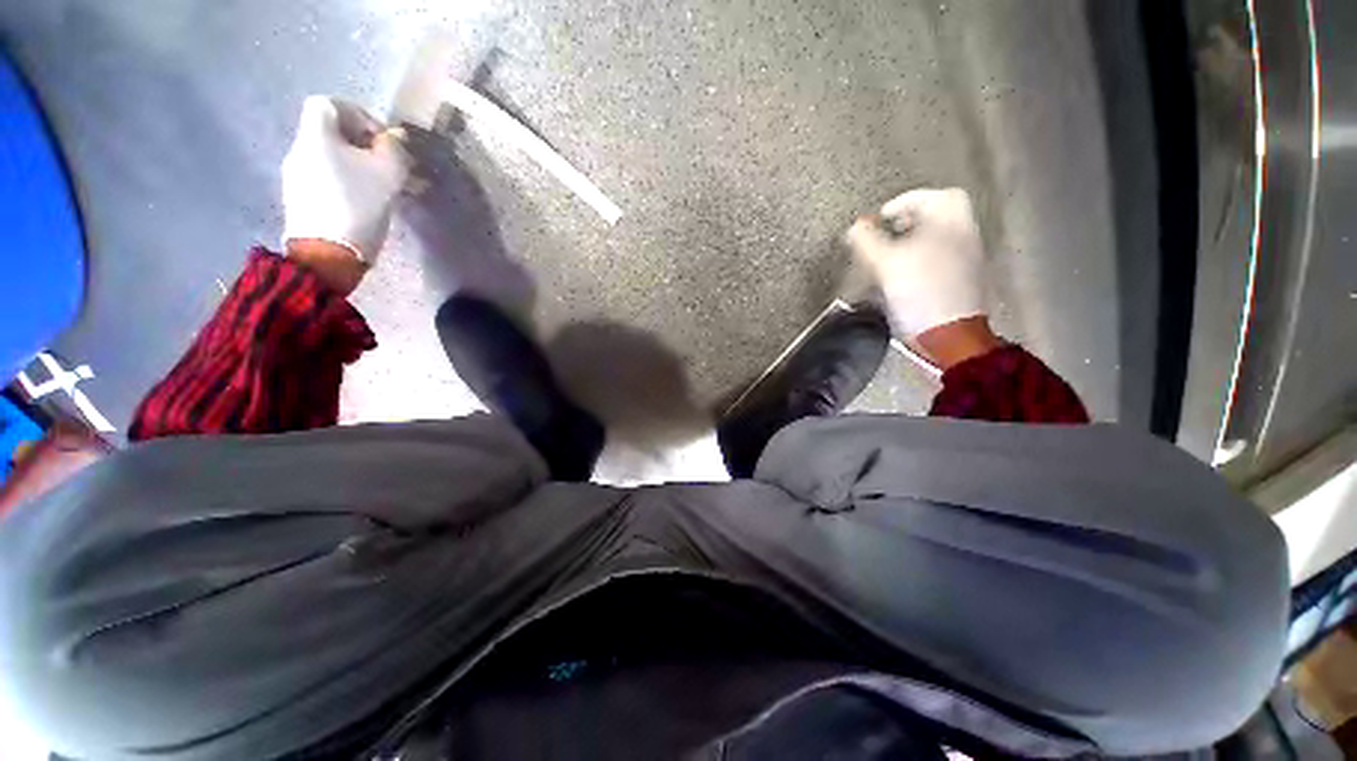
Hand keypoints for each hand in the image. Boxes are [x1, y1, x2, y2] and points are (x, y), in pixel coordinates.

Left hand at [281, 96, 409, 263]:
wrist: (327, 254)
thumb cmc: (357, 205)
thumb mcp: (388, 174)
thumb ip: (394, 150)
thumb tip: (396, 137)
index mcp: (315, 136)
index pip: (328, 104)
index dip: (358, 114)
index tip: (383, 139)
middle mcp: (300, 150)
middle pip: (331, 133)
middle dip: (364, 145)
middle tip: (391, 167)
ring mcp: (297, 177)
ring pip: (332, 158)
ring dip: (360, 167)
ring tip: (386, 189)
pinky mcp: (301, 200)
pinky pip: (327, 179)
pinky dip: (349, 182)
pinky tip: (367, 203)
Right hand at [844, 187, 987, 338]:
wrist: (948, 333)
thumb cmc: (919, 290)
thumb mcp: (886, 262)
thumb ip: (867, 240)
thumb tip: (855, 226)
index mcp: (951, 221)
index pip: (929, 196)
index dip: (901, 202)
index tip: (880, 218)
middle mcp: (963, 234)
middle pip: (935, 216)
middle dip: (906, 222)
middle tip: (883, 235)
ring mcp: (966, 258)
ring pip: (935, 239)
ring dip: (910, 242)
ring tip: (886, 258)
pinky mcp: (961, 280)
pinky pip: (937, 259)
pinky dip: (917, 260)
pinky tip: (900, 277)